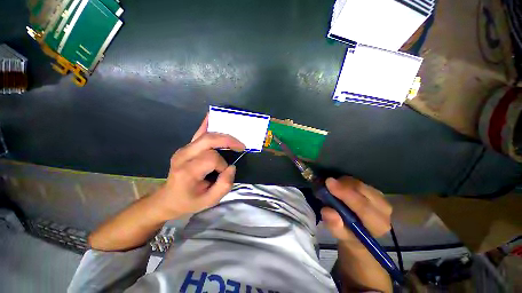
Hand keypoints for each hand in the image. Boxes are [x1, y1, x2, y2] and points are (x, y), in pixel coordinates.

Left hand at [155, 114, 244, 218]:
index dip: (222, 164)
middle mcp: (183, 156)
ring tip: (235, 141)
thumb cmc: (189, 201)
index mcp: (187, 171)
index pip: (211, 158)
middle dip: (228, 141)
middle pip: (209, 140)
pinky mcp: (185, 147)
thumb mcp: (209, 201)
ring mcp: (183, 150)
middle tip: (240, 146)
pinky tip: (211, 117)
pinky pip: (198, 133)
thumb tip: (231, 167)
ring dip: (223, 136)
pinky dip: (206, 125)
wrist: (168, 198)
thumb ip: (224, 185)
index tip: (224, 173)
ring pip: (206, 135)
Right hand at [321, 176, 391, 246]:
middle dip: (343, 184)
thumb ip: (334, 225)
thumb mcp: (340, 235)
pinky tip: (340, 186)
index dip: (345, 194)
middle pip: (362, 190)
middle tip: (327, 182)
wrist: (359, 233)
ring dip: (344, 183)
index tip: (328, 183)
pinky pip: (359, 181)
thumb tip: (327, 211)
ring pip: (360, 183)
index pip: (363, 206)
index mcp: (377, 224)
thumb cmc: (349, 235)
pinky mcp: (376, 191)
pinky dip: (347, 182)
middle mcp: (384, 210)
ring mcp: (381, 198)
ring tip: (333, 187)